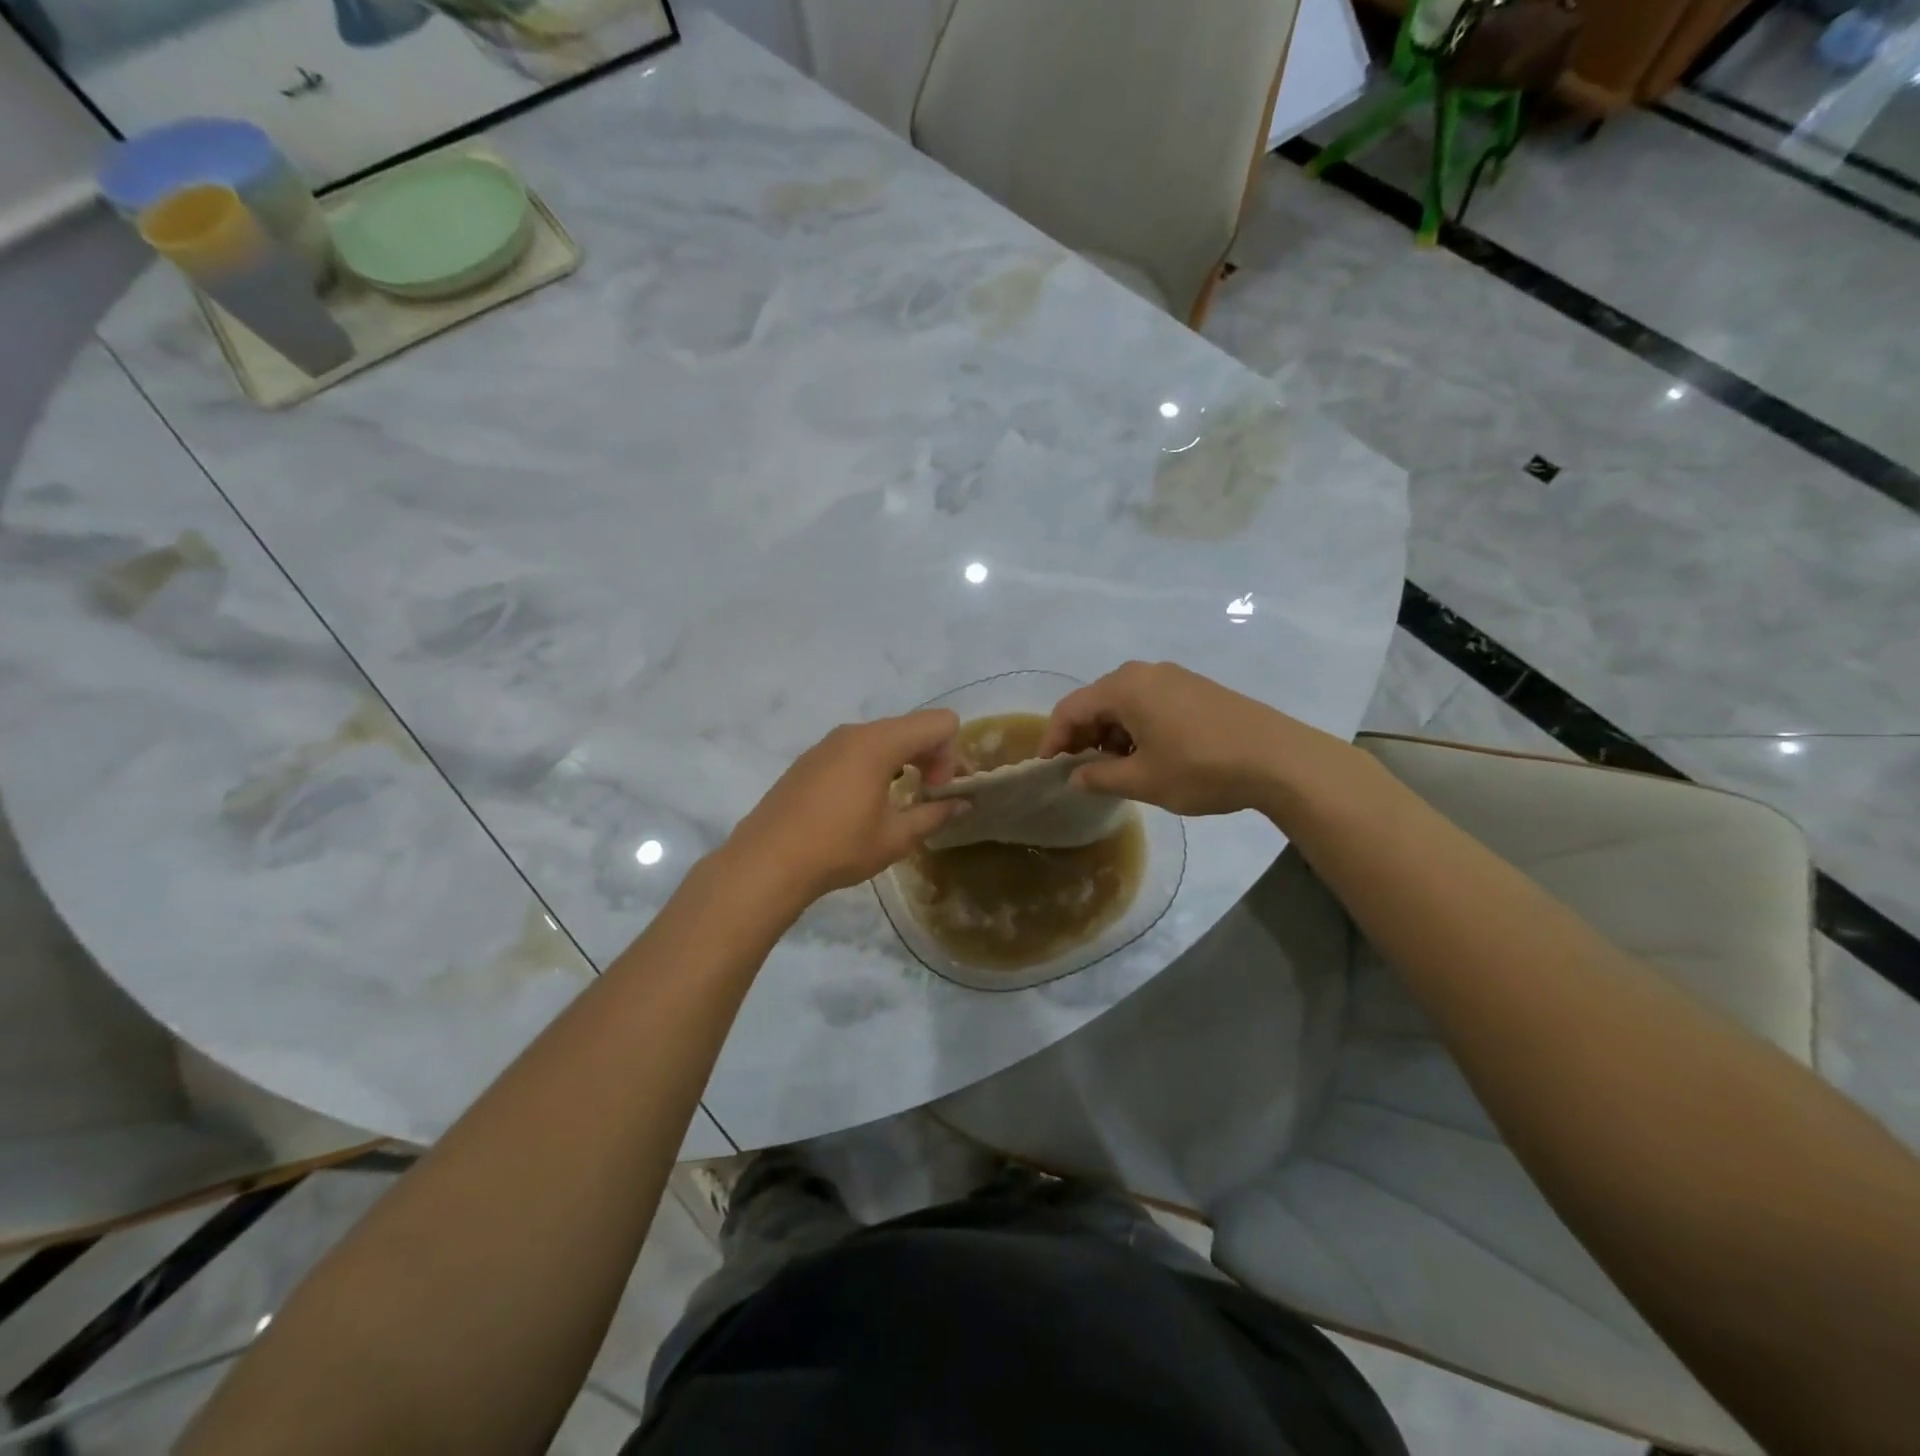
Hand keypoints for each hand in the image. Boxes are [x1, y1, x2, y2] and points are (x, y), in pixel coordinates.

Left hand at [723, 710, 967, 908]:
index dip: (950, 754)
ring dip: (902, 761)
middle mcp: (854, 733)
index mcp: (879, 743)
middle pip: (911, 726)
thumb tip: (963, 804)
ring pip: (882, 737)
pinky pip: (855, 749)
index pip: (939, 722)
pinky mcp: (810, 759)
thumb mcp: (896, 837)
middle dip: (929, 756)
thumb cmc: (838, 847)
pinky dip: (874, 765)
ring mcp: (828, 744)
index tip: (935, 790)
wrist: (767, 862)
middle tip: (925, 796)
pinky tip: (861, 804)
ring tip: (895, 802)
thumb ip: (935, 814)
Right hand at [1041, 661, 1346, 817]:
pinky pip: (1150, 702)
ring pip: (1125, 702)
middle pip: (1096, 701)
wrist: (1279, 759)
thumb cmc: (1201, 768)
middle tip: (1080, 770)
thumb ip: (1100, 777)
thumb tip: (1075, 777)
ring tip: (1116, 768)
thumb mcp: (1143, 780)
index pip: (1071, 708)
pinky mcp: (1196, 688)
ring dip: (1110, 733)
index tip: (1049, 769)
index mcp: (1124, 687)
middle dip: (1082, 735)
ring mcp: (1174, 677)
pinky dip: (1136, 726)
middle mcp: (1145, 672)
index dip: (1054, 739)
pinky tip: (1148, 754)